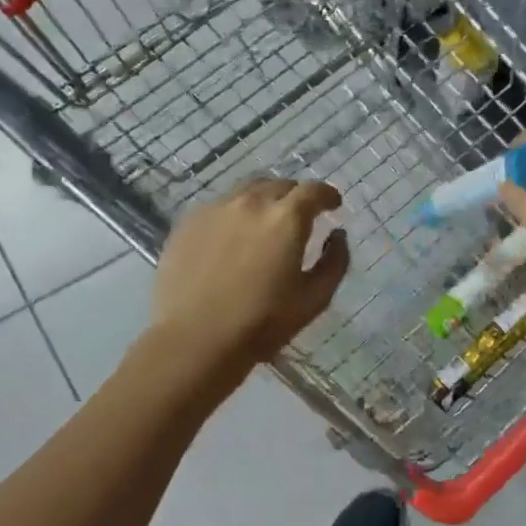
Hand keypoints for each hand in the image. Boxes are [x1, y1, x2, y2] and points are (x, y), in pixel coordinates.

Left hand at [150, 178, 350, 362]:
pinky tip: (232, 237)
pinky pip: (220, 206)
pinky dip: (235, 213)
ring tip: (265, 223)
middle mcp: (252, 203)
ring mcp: (216, 209)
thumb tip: (338, 235)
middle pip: (280, 185)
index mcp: (287, 218)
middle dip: (296, 197)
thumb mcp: (315, 298)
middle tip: (300, 217)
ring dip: (265, 200)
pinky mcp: (188, 222)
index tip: (333, 204)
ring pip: (248, 191)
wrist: (195, 340)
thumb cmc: (262, 322)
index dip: (328, 195)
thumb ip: (335, 261)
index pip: (314, 191)